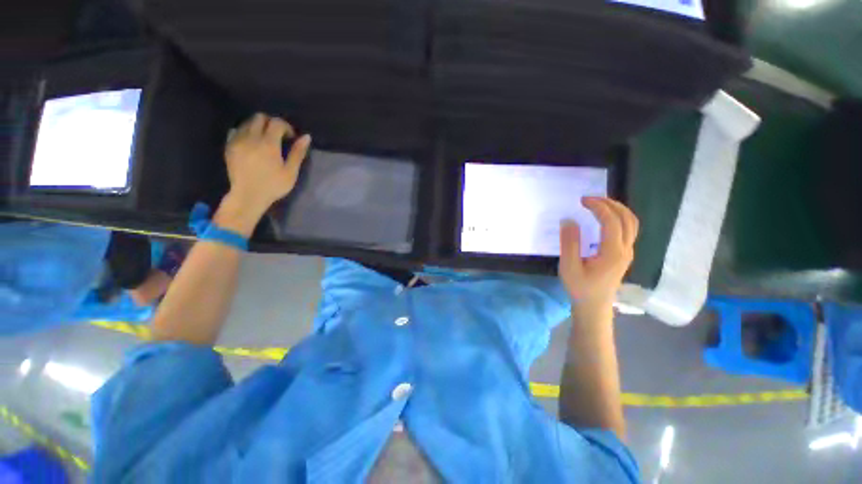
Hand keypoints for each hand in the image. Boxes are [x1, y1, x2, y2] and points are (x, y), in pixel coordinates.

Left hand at [223, 113, 311, 217]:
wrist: (247, 196)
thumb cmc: (273, 186)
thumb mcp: (290, 172)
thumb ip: (297, 153)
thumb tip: (306, 137)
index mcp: (268, 144)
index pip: (276, 123)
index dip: (286, 127)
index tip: (290, 137)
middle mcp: (251, 137)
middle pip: (260, 117)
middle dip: (271, 123)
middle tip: (278, 136)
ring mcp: (237, 140)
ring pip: (247, 122)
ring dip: (258, 126)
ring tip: (264, 140)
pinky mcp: (229, 146)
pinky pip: (237, 130)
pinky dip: (246, 132)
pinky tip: (252, 144)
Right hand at [558, 197, 638, 310]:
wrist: (594, 307)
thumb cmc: (580, 288)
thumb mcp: (569, 266)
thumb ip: (569, 243)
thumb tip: (569, 220)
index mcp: (612, 252)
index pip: (611, 221)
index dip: (598, 207)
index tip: (582, 201)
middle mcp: (625, 250)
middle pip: (627, 218)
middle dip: (610, 204)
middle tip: (591, 198)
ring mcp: (627, 253)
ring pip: (631, 223)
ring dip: (617, 209)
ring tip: (599, 204)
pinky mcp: (624, 255)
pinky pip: (628, 230)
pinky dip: (619, 218)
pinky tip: (605, 219)